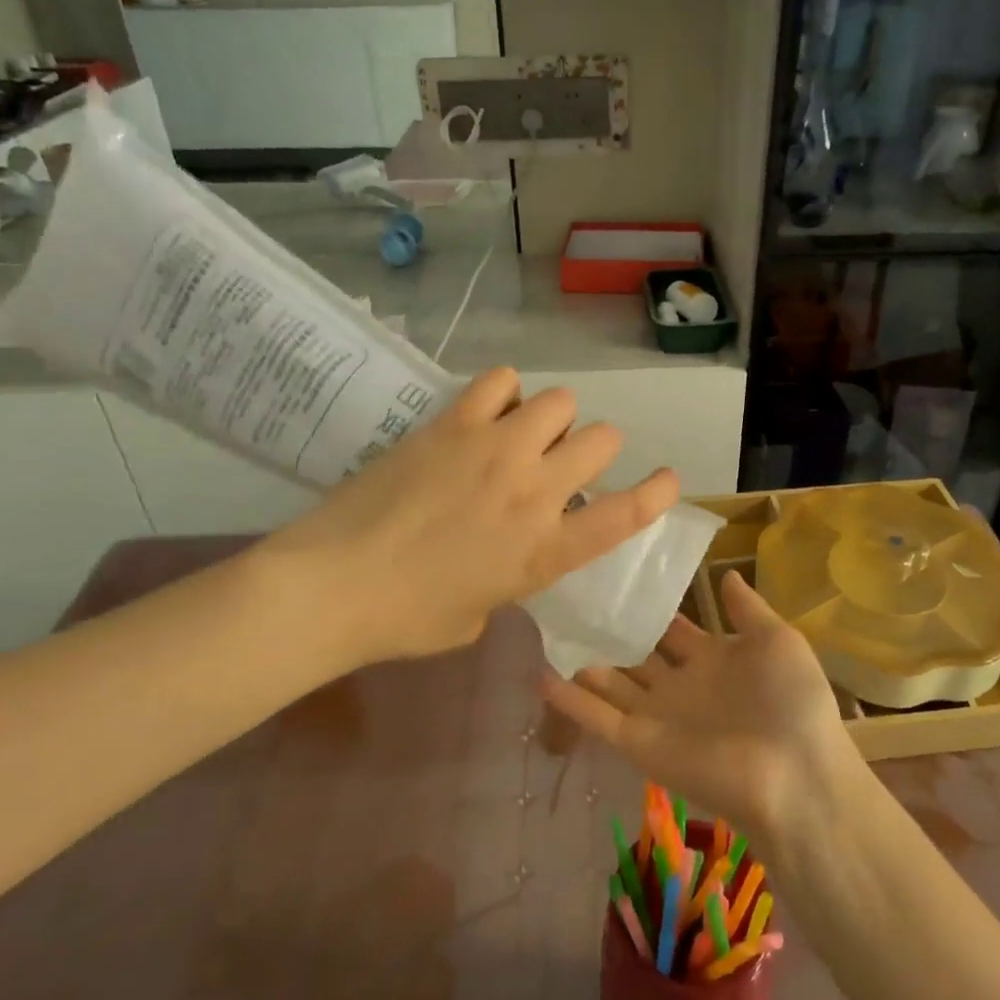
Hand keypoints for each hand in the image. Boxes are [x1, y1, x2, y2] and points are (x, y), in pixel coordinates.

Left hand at [247, 367, 677, 667]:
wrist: (334, 584)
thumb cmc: (406, 618)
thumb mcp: (477, 615)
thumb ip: (507, 581)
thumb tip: (501, 559)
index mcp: (545, 551)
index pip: (626, 515)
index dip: (656, 492)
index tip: (665, 478)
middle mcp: (535, 492)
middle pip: (602, 440)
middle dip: (592, 450)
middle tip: (560, 464)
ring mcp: (497, 450)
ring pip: (561, 402)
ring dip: (552, 418)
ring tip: (522, 433)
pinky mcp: (456, 423)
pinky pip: (502, 381)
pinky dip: (505, 392)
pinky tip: (488, 411)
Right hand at [538, 571, 858, 854]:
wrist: (794, 775)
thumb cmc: (792, 700)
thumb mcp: (777, 640)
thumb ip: (747, 608)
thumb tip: (724, 572)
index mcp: (714, 660)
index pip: (672, 628)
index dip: (648, 606)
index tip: (617, 576)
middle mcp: (680, 686)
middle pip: (636, 654)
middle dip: (609, 631)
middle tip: (571, 596)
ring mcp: (656, 715)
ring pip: (609, 682)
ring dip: (580, 661)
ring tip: (545, 627)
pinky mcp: (638, 743)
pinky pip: (597, 717)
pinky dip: (568, 699)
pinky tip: (537, 673)